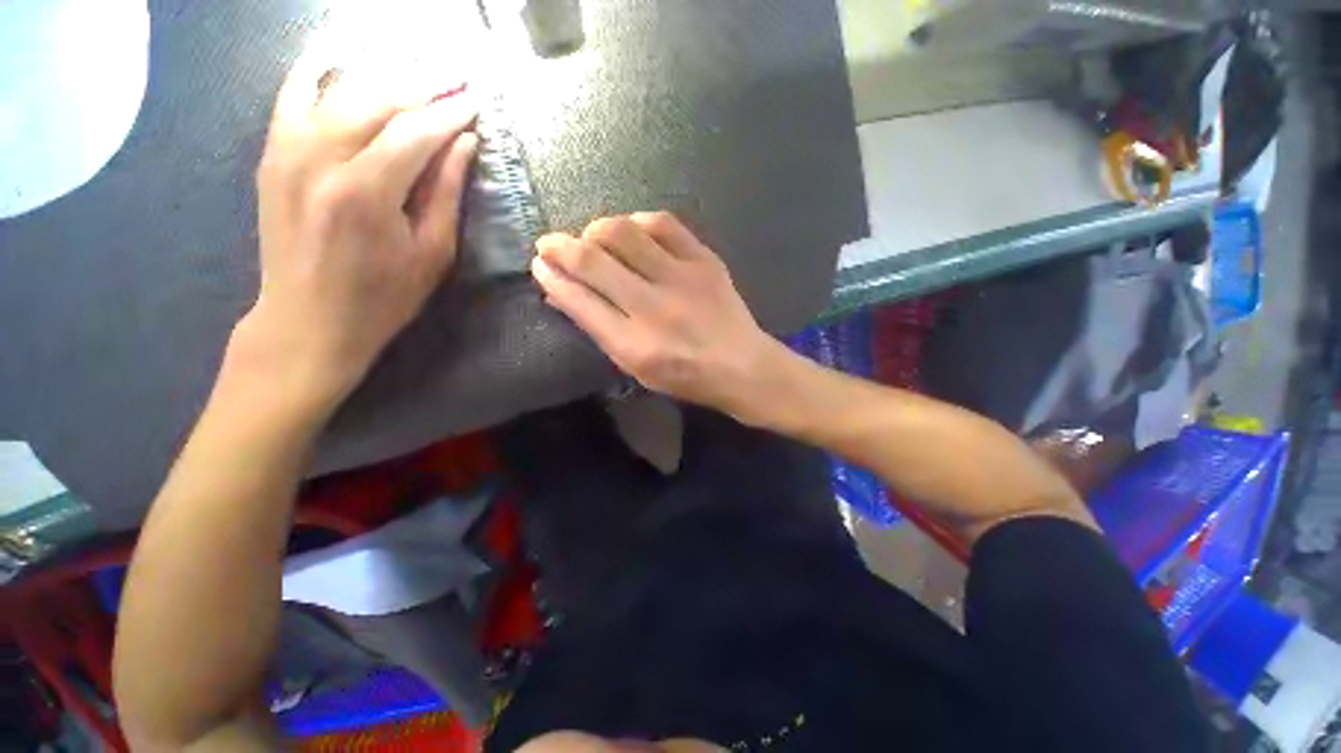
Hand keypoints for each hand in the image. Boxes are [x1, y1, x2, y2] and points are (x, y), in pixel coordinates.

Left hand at [237, 57, 479, 411]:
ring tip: (418, 67)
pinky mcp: (272, 153)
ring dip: (384, 74)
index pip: (415, 133)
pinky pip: (293, 94)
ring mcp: (287, 150)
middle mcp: (320, 157)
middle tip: (456, 75)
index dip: (450, 114)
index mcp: (365, 191)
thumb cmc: (383, 297)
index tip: (476, 101)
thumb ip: (446, 193)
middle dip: (422, 84)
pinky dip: (319, 70)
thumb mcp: (432, 254)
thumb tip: (463, 144)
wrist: (307, 320)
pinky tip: (341, 55)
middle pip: (377, 99)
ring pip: (340, 88)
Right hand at [531, 213, 781, 416]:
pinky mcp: (705, 260)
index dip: (552, 277)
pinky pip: (662, 223)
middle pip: (594, 261)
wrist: (742, 366)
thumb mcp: (636, 367)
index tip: (539, 264)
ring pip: (623, 233)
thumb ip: (600, 329)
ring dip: (595, 230)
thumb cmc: (685, 376)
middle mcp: (655, 309)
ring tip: (591, 238)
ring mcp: (682, 279)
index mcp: (635, 345)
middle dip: (560, 246)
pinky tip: (631, 231)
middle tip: (550, 244)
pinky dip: (637, 222)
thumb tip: (564, 293)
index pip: (579, 300)